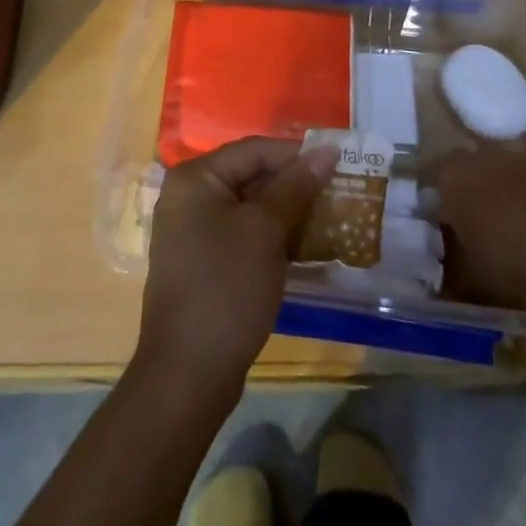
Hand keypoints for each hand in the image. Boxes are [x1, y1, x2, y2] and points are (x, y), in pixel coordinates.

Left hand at [137, 137, 332, 389]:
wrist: (188, 375)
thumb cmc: (227, 288)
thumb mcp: (265, 231)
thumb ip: (295, 186)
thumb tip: (326, 151)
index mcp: (196, 178)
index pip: (254, 150)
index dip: (297, 154)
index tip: (338, 162)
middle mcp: (189, 197)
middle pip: (250, 176)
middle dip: (294, 185)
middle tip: (338, 191)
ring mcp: (192, 232)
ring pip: (249, 208)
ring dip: (288, 212)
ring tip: (330, 217)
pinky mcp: (202, 262)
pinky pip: (242, 234)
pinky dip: (272, 237)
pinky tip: (304, 248)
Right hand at [430, 148, 525, 311]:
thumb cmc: (515, 260)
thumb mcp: (474, 277)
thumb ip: (454, 269)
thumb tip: (443, 277)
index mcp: (452, 179)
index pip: (429, 177)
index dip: (434, 200)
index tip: (439, 223)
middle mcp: (482, 157)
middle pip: (468, 170)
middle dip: (471, 193)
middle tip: (478, 227)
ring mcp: (522, 157)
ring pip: (505, 172)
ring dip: (506, 193)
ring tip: (518, 228)